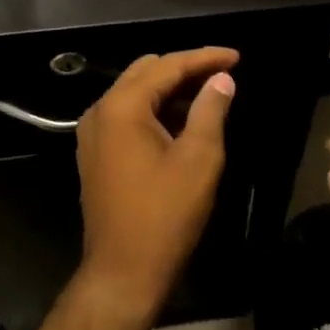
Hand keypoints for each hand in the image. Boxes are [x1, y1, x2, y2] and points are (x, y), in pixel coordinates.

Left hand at [75, 48, 237, 317]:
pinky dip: (156, 110)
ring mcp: (93, 133)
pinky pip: (128, 115)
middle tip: (223, 74)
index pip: (168, 65)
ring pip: (136, 93)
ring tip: (209, 95)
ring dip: (171, 90)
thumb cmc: (165, 215)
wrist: (123, 273)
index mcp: (122, 106)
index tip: (236, 56)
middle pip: (147, 72)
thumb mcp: (198, 159)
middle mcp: (100, 111)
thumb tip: (221, 79)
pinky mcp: (96, 153)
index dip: (204, 58)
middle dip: (186, 69)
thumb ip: (210, 110)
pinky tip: (183, 120)